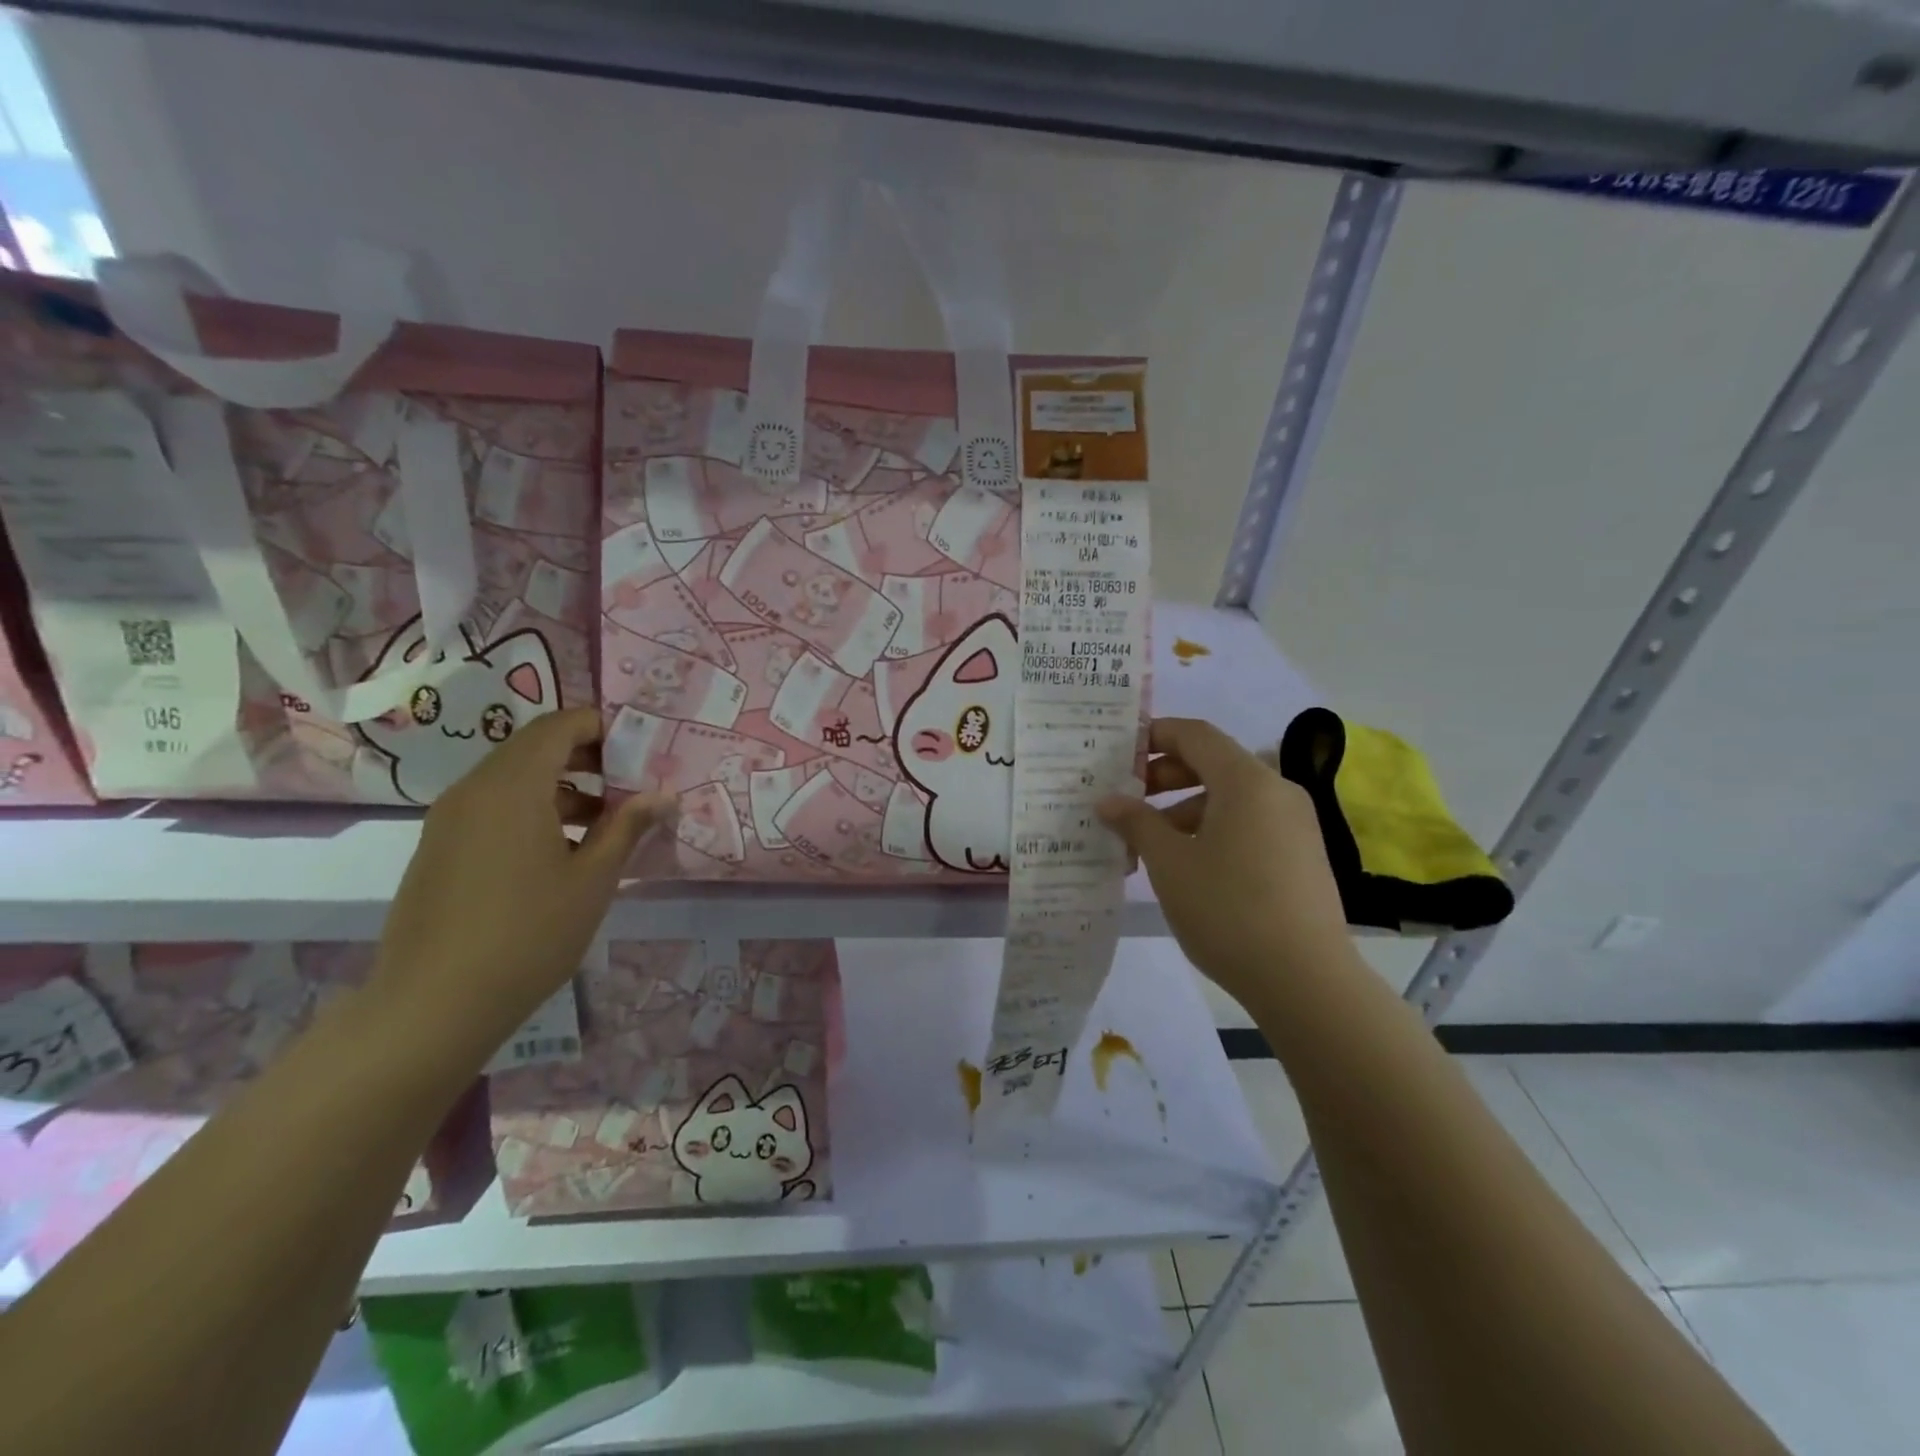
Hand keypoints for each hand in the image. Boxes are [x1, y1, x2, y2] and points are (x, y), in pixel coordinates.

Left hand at [373, 708, 674, 1049]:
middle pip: (535, 747)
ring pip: (513, 778)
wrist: (432, 1005)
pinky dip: (532, 808)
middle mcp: (474, 789)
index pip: (560, 726)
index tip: (641, 750)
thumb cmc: (528, 934)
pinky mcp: (439, 848)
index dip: (603, 727)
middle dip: (587, 756)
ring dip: (562, 785)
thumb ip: (628, 827)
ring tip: (605, 821)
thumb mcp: (593, 879)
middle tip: (631, 783)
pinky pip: (492, 806)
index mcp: (513, 786)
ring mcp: (450, 819)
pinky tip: (562, 851)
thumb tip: (664, 795)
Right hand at [1098, 717, 1353, 1005]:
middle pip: (1214, 764)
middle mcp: (1277, 791)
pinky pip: (1250, 824)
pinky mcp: (1302, 855)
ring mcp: (1295, 824)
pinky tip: (1188, 864)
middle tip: (1126, 800)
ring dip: (1185, 808)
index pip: (1195, 735)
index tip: (1118, 754)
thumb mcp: (1170, 863)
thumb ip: (1136, 822)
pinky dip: (1214, 829)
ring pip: (1231, 798)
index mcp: (1246, 781)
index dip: (1154, 736)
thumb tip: (1108, 800)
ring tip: (1149, 842)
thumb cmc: (1228, 909)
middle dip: (1165, 777)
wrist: (1305, 980)